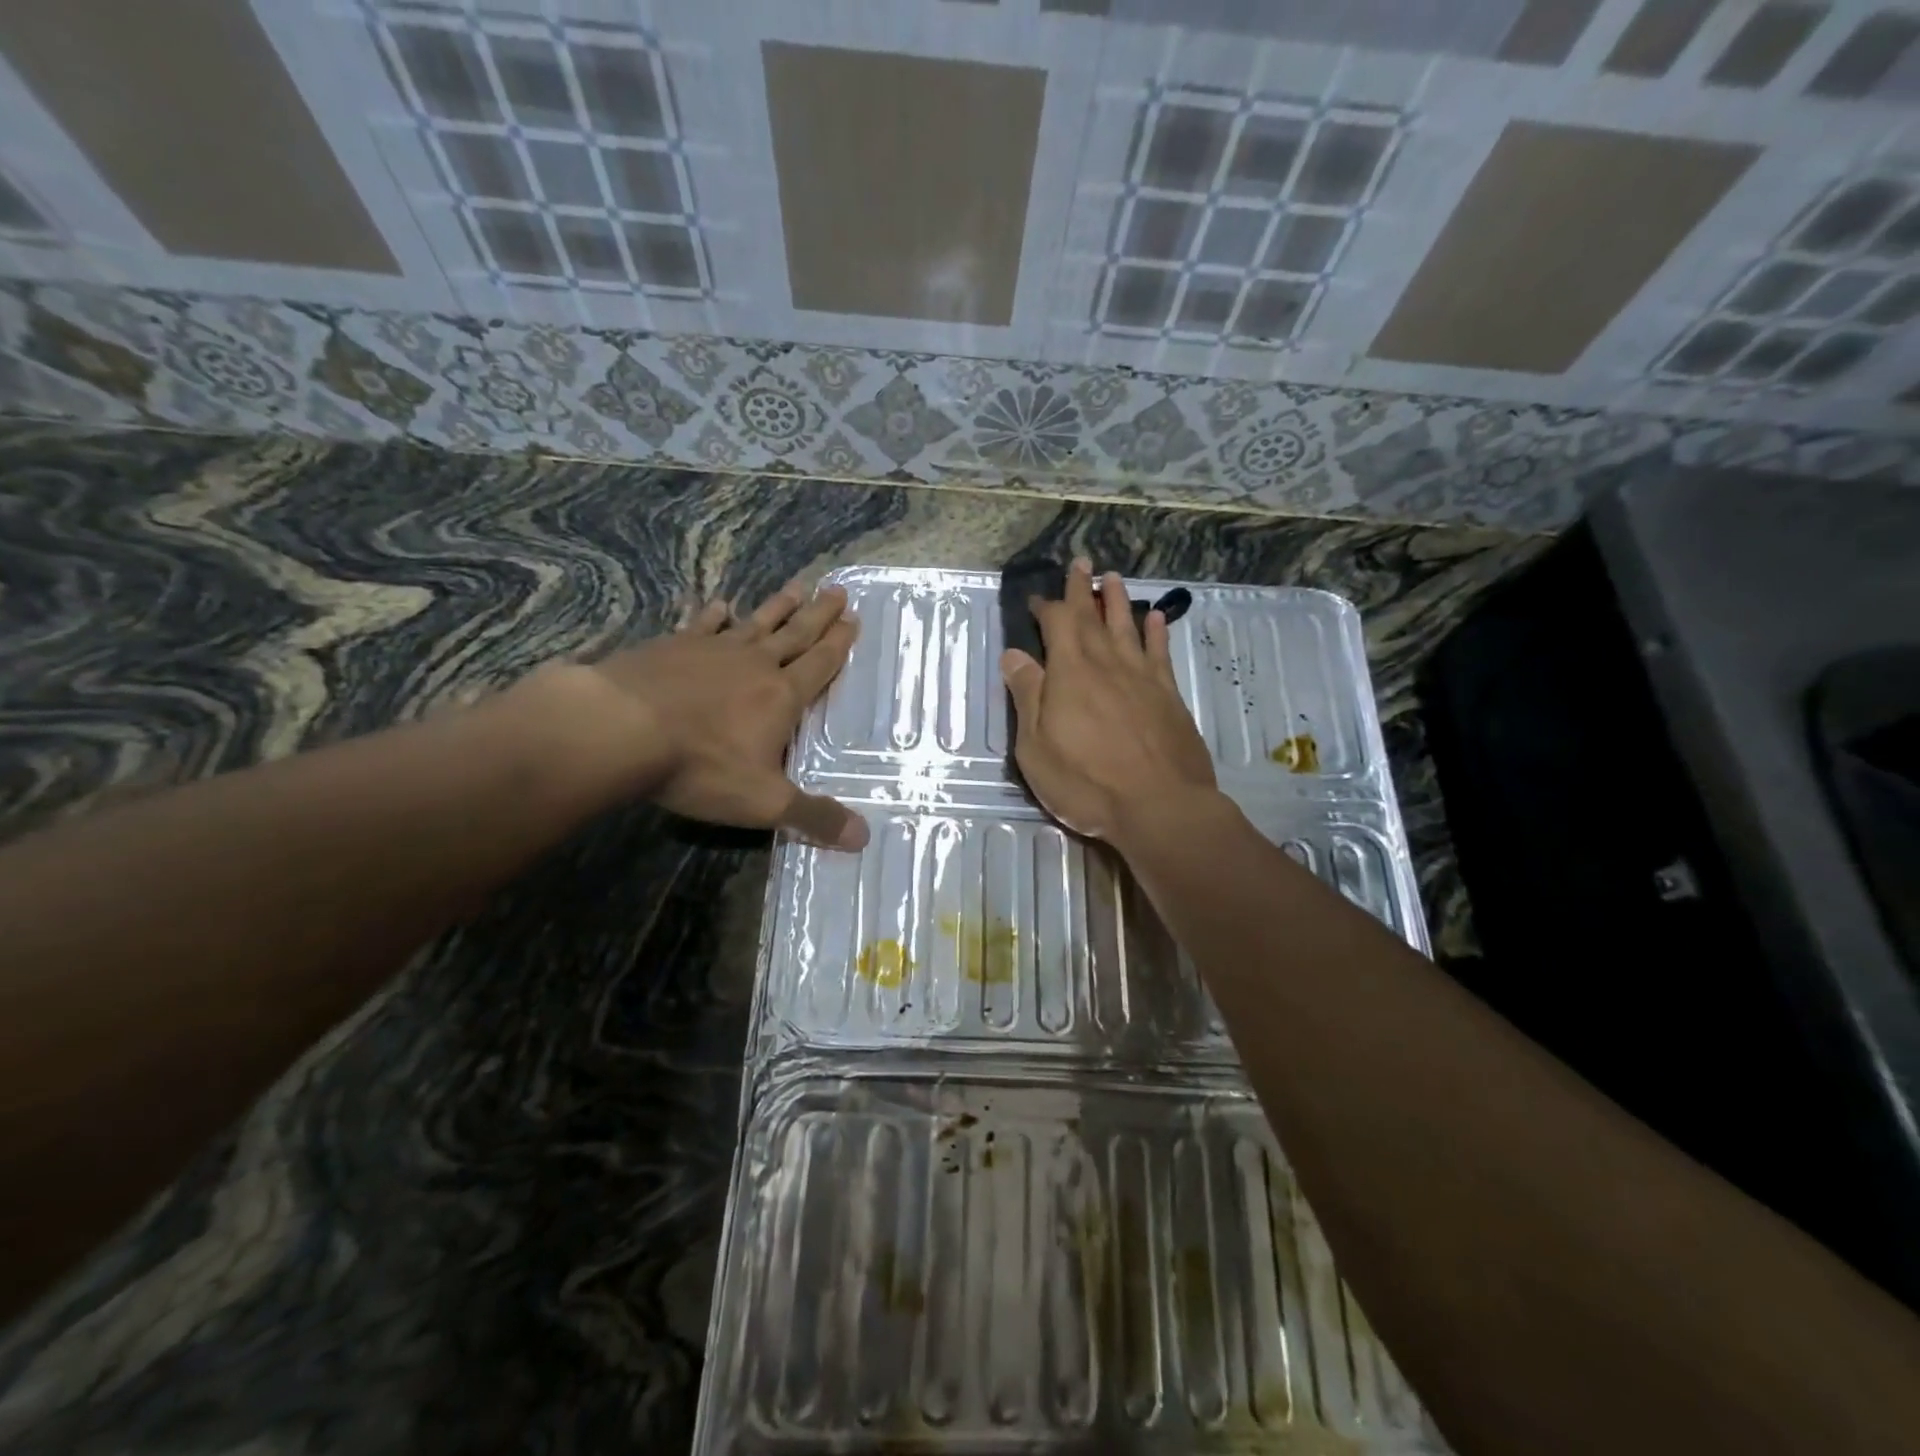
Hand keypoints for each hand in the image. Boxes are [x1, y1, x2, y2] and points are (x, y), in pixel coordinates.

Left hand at [520, 579, 868, 849]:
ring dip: (778, 607)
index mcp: (781, 697)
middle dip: (819, 616)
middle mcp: (754, 665)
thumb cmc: (700, 766)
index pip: (819, 666)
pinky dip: (713, 614)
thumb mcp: (764, 802)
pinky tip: (720, 604)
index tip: (854, 620)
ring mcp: (712, 650)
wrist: (620, 728)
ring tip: (798, 588)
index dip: (839, 645)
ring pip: (755, 623)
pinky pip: (701, 625)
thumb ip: (814, 817)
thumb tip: (864, 838)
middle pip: (795, 635)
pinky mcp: (672, 646)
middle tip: (838, 591)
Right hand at [1001, 557, 1215, 842]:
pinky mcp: (1169, 696)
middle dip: (1084, 589)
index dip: (1047, 607)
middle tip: (1082, 563)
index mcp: (1070, 672)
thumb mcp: (1036, 746)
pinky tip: (1157, 619)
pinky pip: (1160, 654)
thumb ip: (1027, 696)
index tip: (1038, 599)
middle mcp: (1107, 664)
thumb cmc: (1086, 781)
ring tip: (1113, 579)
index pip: (1057, 624)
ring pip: (1128, 627)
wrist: (1159, 806)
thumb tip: (1015, 655)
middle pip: (1093, 617)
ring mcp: (1142, 678)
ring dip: (1119, 601)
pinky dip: (1157, 633)